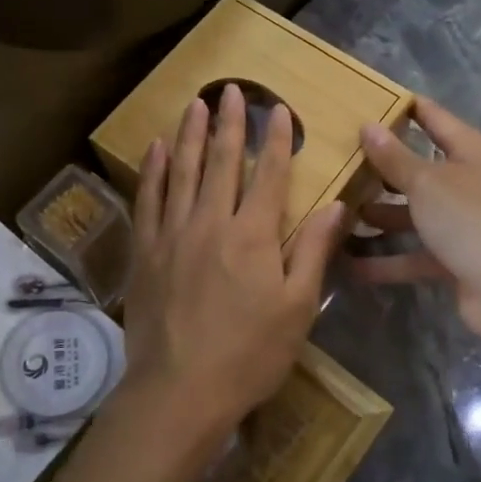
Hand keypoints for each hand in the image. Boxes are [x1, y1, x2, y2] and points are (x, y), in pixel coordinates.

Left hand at [120, 83, 348, 450]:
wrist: (179, 391)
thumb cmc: (249, 354)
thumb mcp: (297, 308)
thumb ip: (313, 251)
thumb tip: (335, 206)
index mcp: (253, 235)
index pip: (268, 174)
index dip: (276, 139)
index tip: (278, 109)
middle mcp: (211, 222)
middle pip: (222, 162)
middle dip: (230, 123)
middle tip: (232, 90)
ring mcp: (173, 234)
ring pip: (183, 171)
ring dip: (191, 135)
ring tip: (196, 104)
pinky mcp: (145, 251)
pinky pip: (148, 199)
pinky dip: (154, 171)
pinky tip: (156, 149)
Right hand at [350, 98, 480, 349]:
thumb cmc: (470, 219)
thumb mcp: (426, 183)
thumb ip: (394, 157)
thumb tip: (368, 125)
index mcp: (470, 150)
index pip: (432, 117)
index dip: (401, 106)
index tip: (364, 100)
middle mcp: (469, 181)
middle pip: (418, 168)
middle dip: (380, 167)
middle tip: (337, 160)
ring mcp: (463, 222)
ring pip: (413, 213)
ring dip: (379, 215)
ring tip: (336, 211)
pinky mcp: (455, 259)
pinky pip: (414, 253)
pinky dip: (387, 260)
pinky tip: (349, 263)